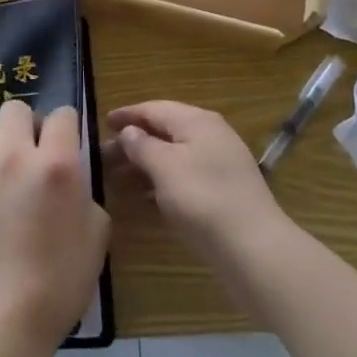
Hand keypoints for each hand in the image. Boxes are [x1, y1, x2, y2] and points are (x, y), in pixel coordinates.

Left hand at [0, 100, 109, 356]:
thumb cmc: (57, 287)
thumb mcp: (95, 239)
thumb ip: (85, 195)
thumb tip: (73, 181)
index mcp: (55, 165)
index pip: (62, 114)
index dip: (66, 125)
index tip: (65, 142)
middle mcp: (12, 157)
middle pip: (15, 109)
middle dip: (27, 126)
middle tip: (31, 156)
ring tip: (1, 183)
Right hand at [106, 101, 289, 262]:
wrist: (254, 248)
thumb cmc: (202, 198)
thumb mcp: (164, 167)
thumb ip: (142, 145)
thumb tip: (129, 131)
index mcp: (196, 121)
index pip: (154, 108)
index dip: (127, 114)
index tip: (102, 122)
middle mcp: (210, 135)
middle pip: (165, 131)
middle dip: (134, 142)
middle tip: (105, 156)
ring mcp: (220, 164)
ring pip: (174, 156)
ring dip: (146, 164)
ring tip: (118, 178)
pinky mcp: (224, 191)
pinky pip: (185, 177)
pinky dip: (162, 182)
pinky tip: (145, 199)